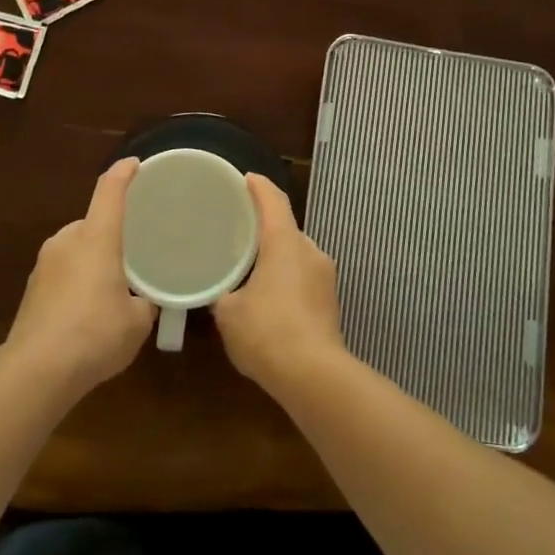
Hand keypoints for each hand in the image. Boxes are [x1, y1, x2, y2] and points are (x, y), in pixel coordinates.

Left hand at [6, 157, 155, 395]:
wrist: (37, 370)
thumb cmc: (95, 334)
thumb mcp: (137, 321)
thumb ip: (144, 303)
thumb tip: (143, 301)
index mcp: (96, 238)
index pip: (110, 192)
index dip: (123, 173)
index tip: (135, 164)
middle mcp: (67, 241)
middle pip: (92, 223)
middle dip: (111, 234)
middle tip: (132, 252)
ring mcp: (44, 264)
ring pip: (76, 248)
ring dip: (93, 259)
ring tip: (113, 286)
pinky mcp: (31, 288)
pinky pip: (63, 271)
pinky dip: (77, 280)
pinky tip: (88, 310)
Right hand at [212, 175, 345, 390]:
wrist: (313, 375)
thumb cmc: (266, 332)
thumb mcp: (229, 312)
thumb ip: (224, 293)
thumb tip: (224, 293)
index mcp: (285, 243)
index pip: (273, 201)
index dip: (258, 186)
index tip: (245, 179)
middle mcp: (310, 252)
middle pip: (286, 229)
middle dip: (264, 228)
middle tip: (238, 231)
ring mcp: (325, 278)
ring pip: (296, 256)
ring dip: (276, 257)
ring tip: (250, 267)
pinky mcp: (331, 302)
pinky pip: (304, 279)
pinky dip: (286, 280)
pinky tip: (268, 298)